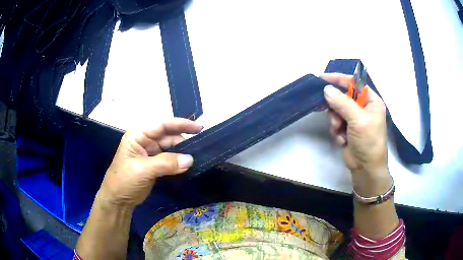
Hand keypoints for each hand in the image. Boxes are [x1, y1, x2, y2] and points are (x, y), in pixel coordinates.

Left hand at [97, 118, 202, 208]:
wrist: (118, 200)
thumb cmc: (124, 181)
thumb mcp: (142, 170)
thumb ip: (166, 163)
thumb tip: (190, 159)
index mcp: (138, 135)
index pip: (162, 125)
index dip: (181, 124)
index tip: (199, 128)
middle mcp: (145, 141)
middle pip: (169, 137)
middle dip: (184, 141)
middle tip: (201, 149)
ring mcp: (151, 153)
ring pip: (171, 149)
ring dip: (183, 153)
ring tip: (198, 158)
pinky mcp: (155, 165)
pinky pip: (171, 160)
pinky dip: (179, 162)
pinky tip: (189, 165)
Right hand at [321, 73, 391, 195]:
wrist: (365, 169)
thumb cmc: (368, 141)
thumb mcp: (358, 120)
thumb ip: (342, 103)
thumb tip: (326, 89)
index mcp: (371, 101)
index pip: (354, 83)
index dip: (339, 80)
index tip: (323, 79)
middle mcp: (363, 107)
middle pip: (342, 97)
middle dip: (336, 108)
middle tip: (334, 116)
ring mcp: (354, 118)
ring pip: (336, 110)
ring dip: (335, 121)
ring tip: (339, 131)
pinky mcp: (346, 128)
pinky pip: (335, 122)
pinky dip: (336, 130)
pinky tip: (341, 139)